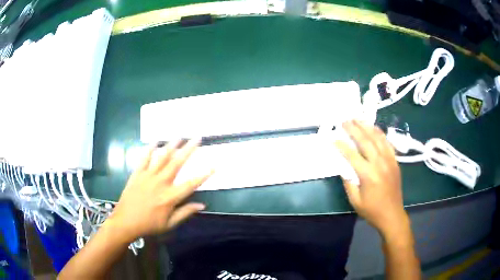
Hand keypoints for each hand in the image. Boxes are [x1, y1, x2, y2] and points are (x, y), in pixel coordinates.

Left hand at [107, 139, 211, 242]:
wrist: (125, 222)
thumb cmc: (149, 225)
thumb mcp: (169, 224)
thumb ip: (185, 213)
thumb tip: (202, 205)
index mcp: (170, 197)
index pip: (191, 184)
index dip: (204, 175)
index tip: (214, 165)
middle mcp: (160, 183)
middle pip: (177, 163)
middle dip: (189, 149)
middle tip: (197, 138)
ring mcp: (148, 176)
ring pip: (162, 157)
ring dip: (172, 145)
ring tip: (180, 135)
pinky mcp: (137, 174)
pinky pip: (144, 159)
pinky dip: (150, 149)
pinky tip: (155, 141)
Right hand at [335, 120, 407, 237]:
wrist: (392, 215)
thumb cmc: (372, 210)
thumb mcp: (355, 200)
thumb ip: (348, 182)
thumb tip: (343, 166)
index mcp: (368, 175)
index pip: (352, 155)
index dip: (341, 145)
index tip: (333, 137)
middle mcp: (380, 164)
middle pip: (366, 141)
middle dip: (354, 129)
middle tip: (345, 121)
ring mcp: (389, 161)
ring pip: (378, 139)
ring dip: (367, 127)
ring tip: (358, 119)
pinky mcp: (395, 162)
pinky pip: (388, 144)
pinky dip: (380, 134)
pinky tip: (375, 129)